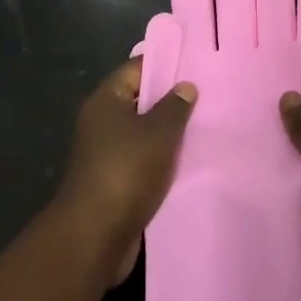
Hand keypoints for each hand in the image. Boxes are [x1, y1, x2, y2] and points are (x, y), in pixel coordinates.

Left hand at [54, 58, 197, 287]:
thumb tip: (185, 86)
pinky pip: (142, 160)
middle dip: (170, 100)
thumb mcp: (158, 133)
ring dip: (167, 134)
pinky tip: (188, 162)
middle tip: (206, 95)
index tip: (193, 64)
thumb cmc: (126, 170)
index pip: (136, 68)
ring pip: (142, 133)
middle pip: (139, 101)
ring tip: (203, 127)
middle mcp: (101, 122)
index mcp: (106, 100)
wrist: (95, 236)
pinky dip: (161, 160)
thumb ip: (175, 106)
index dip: (164, 65)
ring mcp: (105, 153)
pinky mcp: (113, 181)